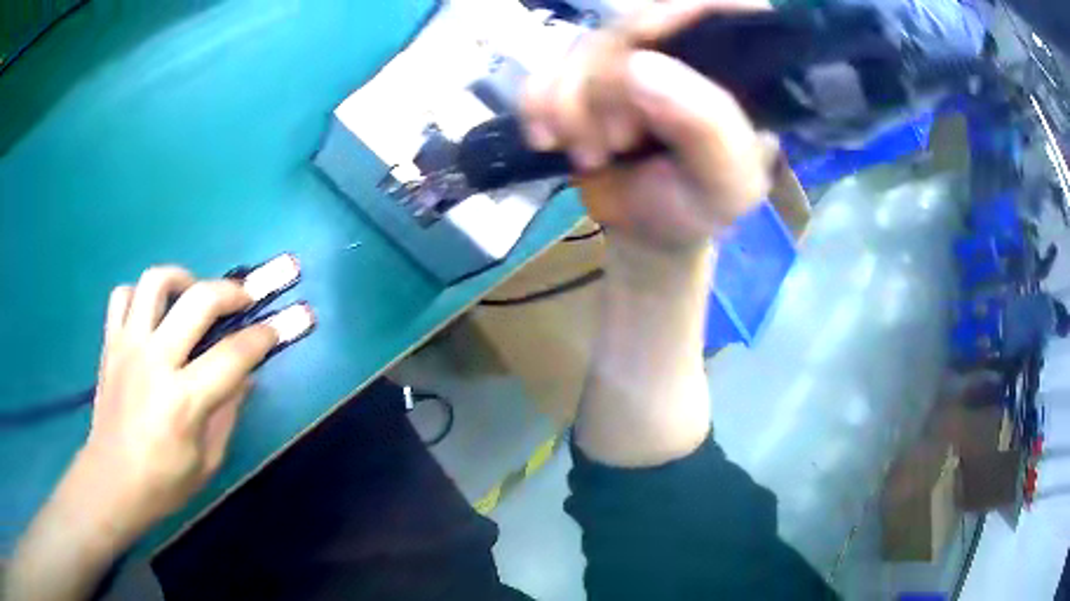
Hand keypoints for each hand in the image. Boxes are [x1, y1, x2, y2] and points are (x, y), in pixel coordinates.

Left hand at [6, 267, 282, 600]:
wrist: (111, 482)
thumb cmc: (164, 483)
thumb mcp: (208, 461)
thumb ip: (228, 413)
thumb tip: (245, 377)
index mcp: (184, 400)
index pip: (235, 355)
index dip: (266, 335)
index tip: (288, 321)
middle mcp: (155, 361)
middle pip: (198, 300)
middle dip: (231, 291)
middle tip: (244, 298)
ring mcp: (128, 346)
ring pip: (156, 281)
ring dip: (183, 278)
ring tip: (193, 294)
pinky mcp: (111, 343)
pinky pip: (123, 295)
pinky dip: (140, 294)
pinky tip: (152, 312)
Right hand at [521, 0, 778, 251]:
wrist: (651, 230)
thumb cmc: (701, 205)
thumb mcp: (725, 181)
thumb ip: (706, 127)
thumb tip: (635, 65)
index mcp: (737, 63)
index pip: (708, 6)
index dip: (666, 16)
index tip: (636, 62)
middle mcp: (684, 46)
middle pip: (631, 24)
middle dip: (604, 84)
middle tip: (616, 142)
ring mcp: (631, 55)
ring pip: (583, 45)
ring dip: (569, 103)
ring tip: (589, 155)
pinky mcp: (588, 73)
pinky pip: (547, 66)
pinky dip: (538, 102)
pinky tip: (549, 139)